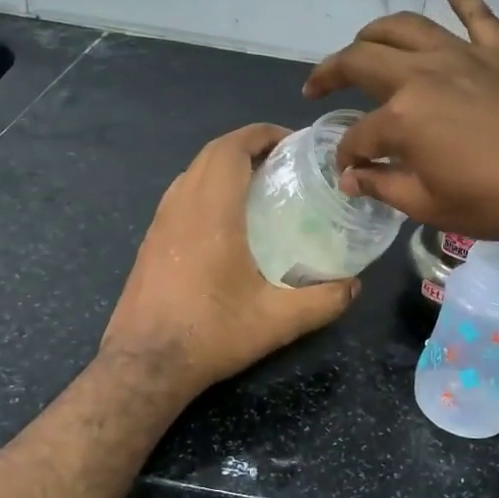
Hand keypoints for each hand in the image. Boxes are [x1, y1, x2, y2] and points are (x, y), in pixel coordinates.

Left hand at [102, 124, 359, 395]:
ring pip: (192, 171)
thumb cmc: (211, 333)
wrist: (144, 363)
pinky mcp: (150, 240)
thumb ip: (324, 301)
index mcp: (212, 211)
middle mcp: (182, 205)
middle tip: (283, 162)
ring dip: (224, 165)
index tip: (292, 142)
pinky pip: (180, 193)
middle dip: (248, 145)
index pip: (232, 147)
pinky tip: (227, 219)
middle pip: (212, 152)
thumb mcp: (278, 321)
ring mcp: (160, 221)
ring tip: (259, 185)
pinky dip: (206, 186)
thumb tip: (354, 285)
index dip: (262, 134)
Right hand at [302, 0, 498, 242]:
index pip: (358, 134)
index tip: (348, 171)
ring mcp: (464, 54)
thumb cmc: (496, 200)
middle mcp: (423, 74)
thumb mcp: (429, 206)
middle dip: (331, 72)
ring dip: (376, 32)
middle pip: (363, 60)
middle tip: (318, 86)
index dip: (347, 155)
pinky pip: (477, 15)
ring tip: (363, 43)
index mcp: (402, 116)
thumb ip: (383, 186)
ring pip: (407, 27)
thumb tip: (352, 178)